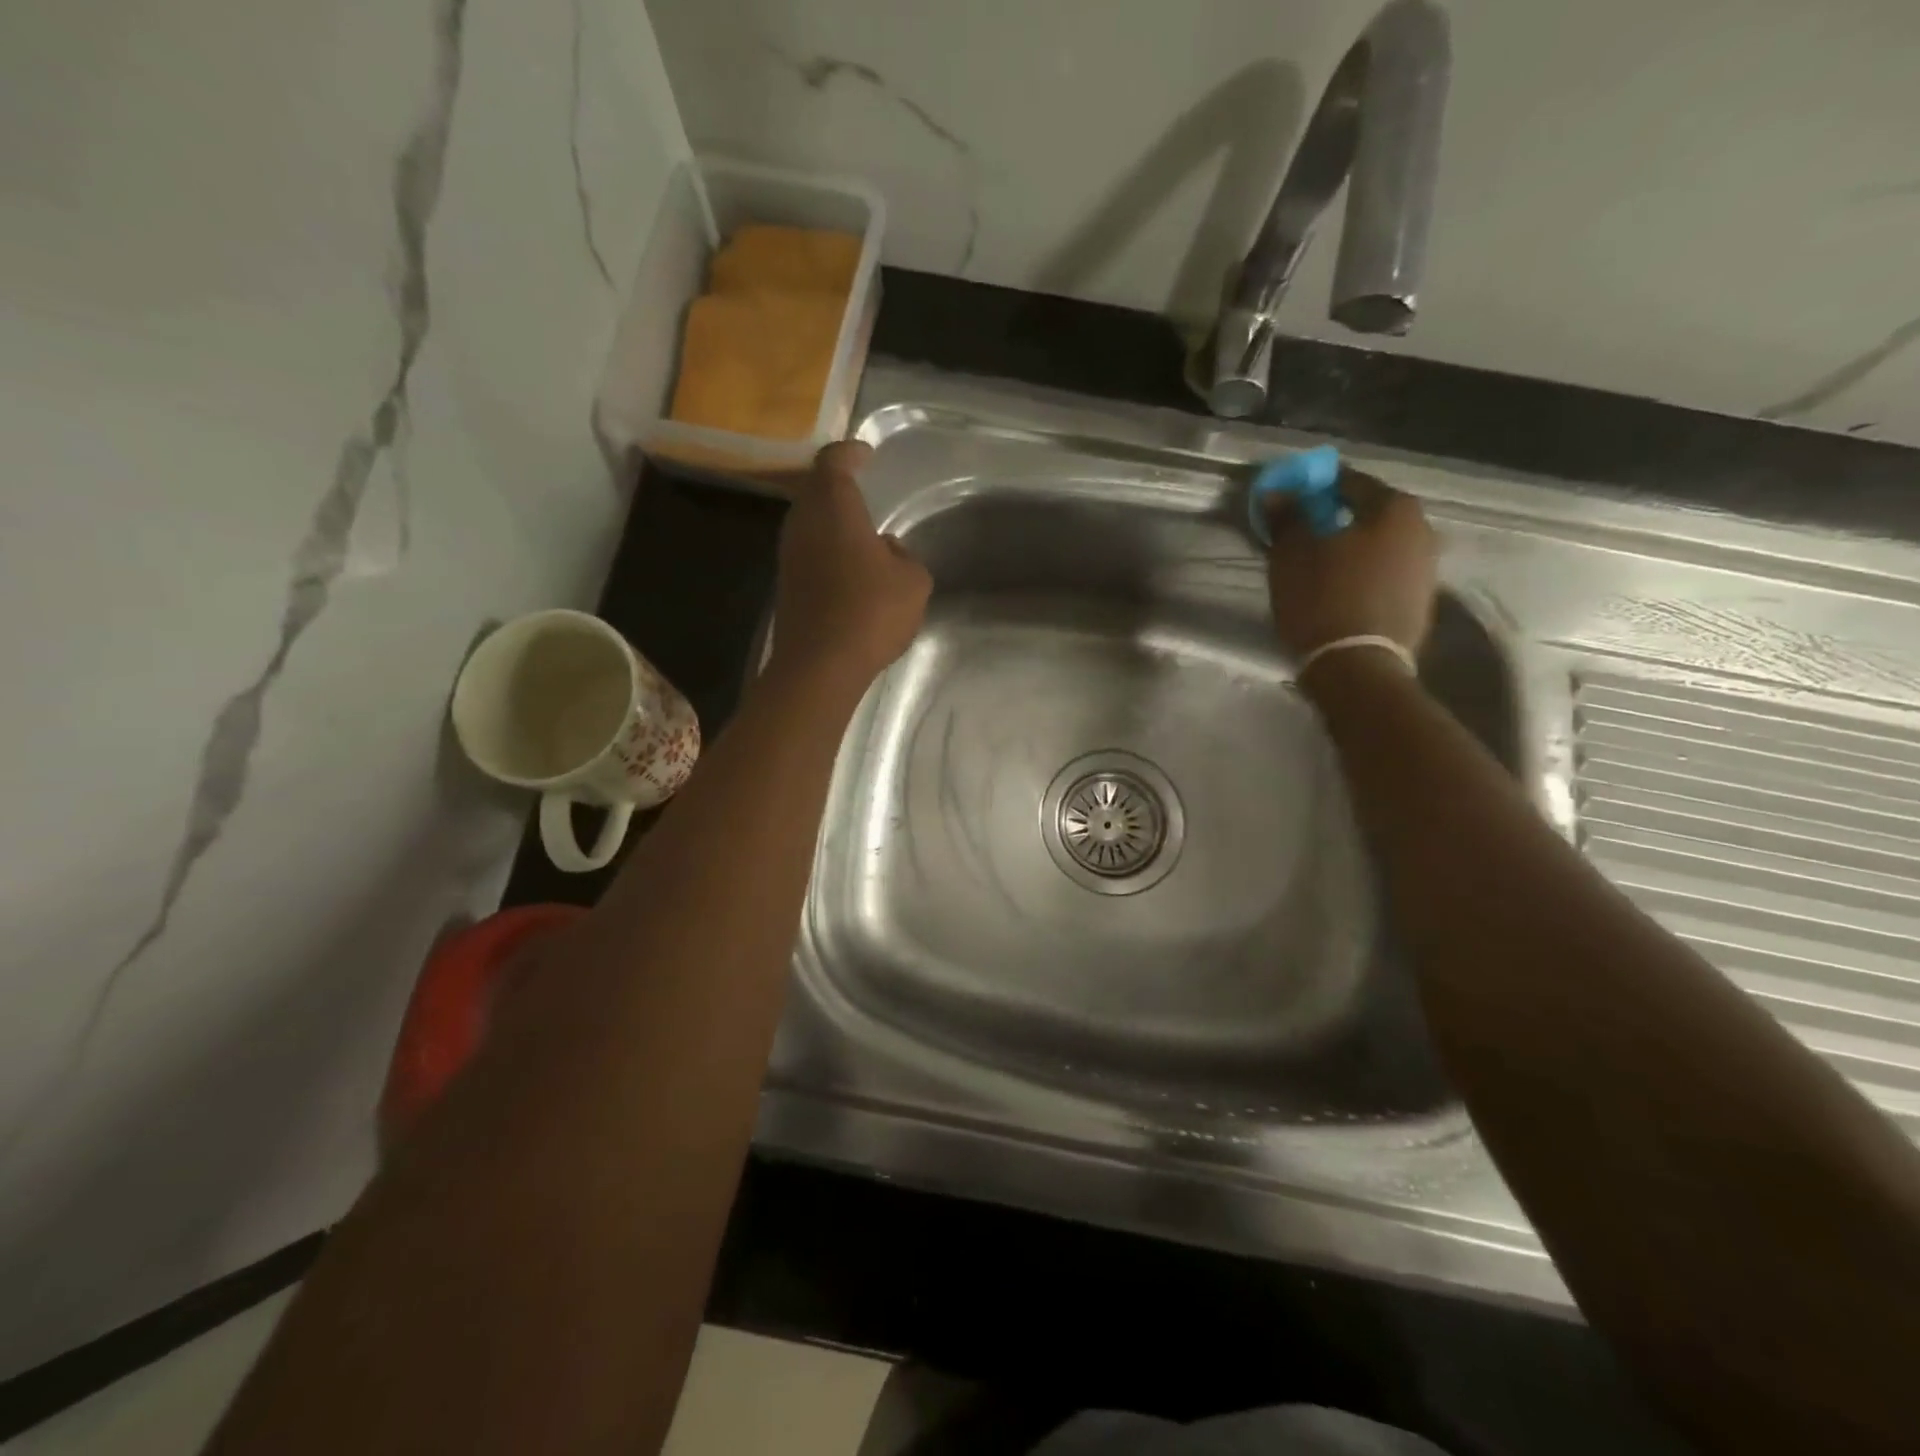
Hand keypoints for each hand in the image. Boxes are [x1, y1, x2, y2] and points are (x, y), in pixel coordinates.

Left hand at [770, 441, 930, 690]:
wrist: (820, 665)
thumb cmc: (871, 611)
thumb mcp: (913, 581)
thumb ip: (905, 556)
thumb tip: (887, 549)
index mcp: (833, 506)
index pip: (834, 461)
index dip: (851, 453)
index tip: (867, 454)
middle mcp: (803, 522)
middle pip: (817, 491)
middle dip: (839, 487)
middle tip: (864, 489)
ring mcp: (789, 555)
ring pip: (811, 524)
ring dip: (833, 523)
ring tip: (863, 533)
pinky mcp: (786, 586)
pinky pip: (809, 553)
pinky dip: (827, 551)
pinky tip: (850, 570)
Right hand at [1264, 468, 1436, 661]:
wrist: (1357, 666)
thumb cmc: (1323, 599)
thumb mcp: (1292, 554)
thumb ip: (1287, 517)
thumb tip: (1278, 492)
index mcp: (1393, 507)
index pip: (1348, 482)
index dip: (1314, 490)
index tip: (1290, 504)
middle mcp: (1422, 529)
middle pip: (1368, 515)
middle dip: (1335, 521)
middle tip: (1302, 537)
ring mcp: (1427, 568)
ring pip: (1379, 547)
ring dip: (1351, 551)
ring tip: (1317, 569)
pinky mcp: (1420, 603)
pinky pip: (1385, 576)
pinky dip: (1363, 577)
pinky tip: (1338, 593)